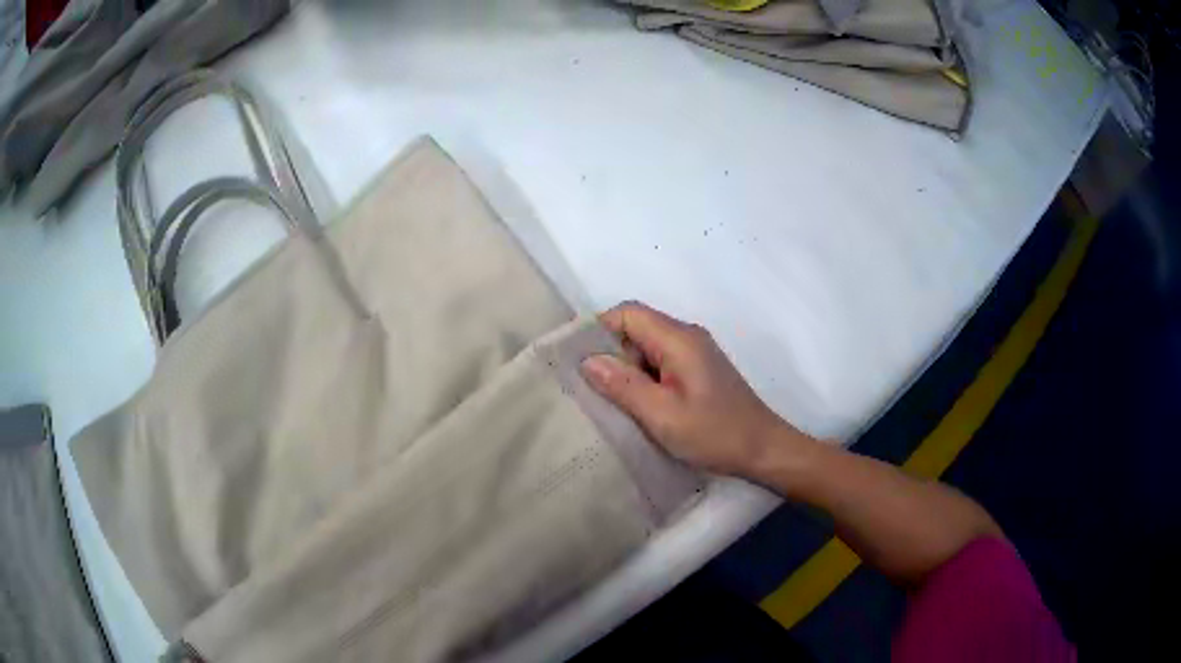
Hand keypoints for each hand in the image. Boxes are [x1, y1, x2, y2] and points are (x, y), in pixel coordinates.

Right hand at [581, 301, 803, 476]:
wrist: (763, 449)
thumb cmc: (715, 433)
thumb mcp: (663, 415)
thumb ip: (624, 385)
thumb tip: (588, 360)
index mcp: (678, 339)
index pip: (628, 313)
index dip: (599, 329)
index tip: (577, 360)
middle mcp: (686, 337)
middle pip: (636, 328)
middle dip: (611, 353)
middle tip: (593, 389)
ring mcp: (694, 353)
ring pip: (647, 347)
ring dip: (627, 369)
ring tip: (611, 401)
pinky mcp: (698, 370)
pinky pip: (660, 362)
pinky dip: (643, 378)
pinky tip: (637, 406)